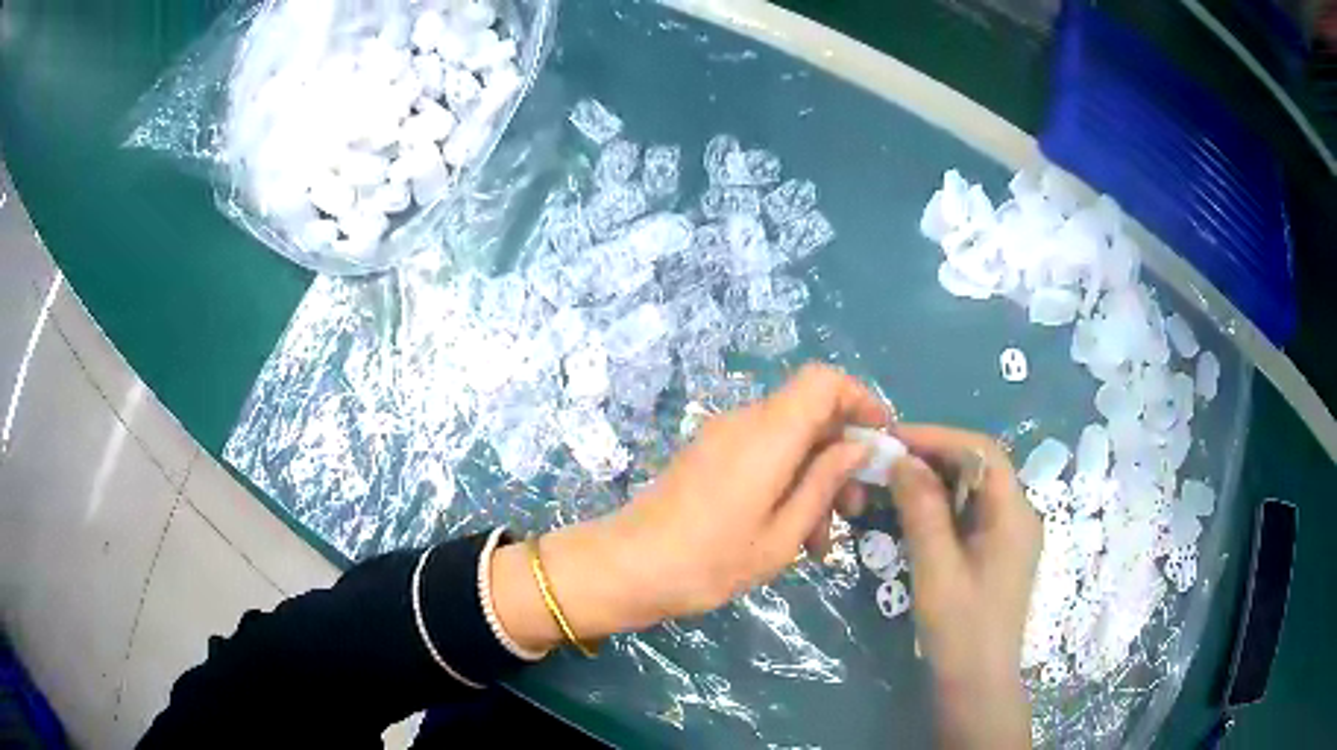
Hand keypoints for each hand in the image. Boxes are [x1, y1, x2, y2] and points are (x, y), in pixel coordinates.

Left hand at [606, 363, 889, 622]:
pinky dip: (787, 483)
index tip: (880, 439)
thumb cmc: (710, 561)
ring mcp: (723, 437)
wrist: (628, 569)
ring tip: (819, 543)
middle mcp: (745, 422)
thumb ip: (824, 483)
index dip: (859, 399)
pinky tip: (790, 533)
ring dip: (814, 480)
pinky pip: (763, 454)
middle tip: (854, 511)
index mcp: (768, 434)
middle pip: (810, 414)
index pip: (823, 381)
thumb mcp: (782, 535)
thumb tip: (858, 448)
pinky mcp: (709, 455)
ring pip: (789, 440)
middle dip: (841, 457)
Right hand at [888, 424, 1041, 749]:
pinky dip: (941, 505)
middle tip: (886, 459)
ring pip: (973, 489)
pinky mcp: (996, 552)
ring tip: (892, 481)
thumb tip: (902, 459)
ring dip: (934, 480)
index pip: (981, 451)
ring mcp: (1009, 534)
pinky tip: (912, 512)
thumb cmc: (960, 629)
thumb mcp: (936, 568)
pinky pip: (970, 513)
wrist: (977, 684)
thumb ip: (922, 510)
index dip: (938, 437)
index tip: (893, 438)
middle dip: (933, 456)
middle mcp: (1018, 515)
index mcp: (1013, 513)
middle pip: (979, 466)